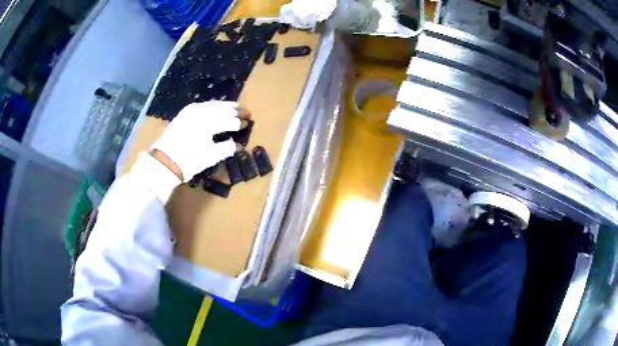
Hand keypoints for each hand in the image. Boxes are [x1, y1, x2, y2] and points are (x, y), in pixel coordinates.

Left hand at [150, 101, 248, 181]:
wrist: (164, 162)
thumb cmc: (188, 160)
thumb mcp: (210, 157)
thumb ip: (226, 148)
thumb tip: (237, 145)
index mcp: (208, 123)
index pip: (228, 120)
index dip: (239, 122)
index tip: (248, 124)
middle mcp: (201, 113)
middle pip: (221, 109)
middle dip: (235, 111)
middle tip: (246, 112)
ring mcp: (191, 111)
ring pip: (212, 105)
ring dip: (225, 106)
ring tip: (235, 107)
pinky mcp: (184, 113)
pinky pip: (203, 105)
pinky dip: (212, 106)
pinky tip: (216, 107)